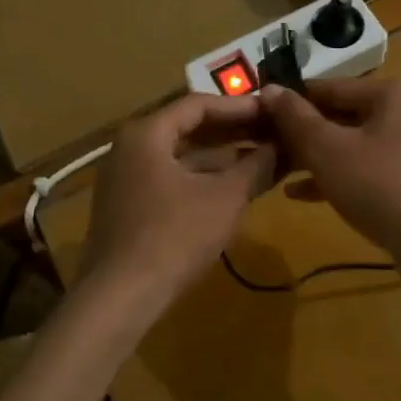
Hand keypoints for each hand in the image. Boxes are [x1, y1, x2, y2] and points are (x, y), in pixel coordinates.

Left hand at [80, 93, 277, 308]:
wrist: (120, 295)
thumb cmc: (174, 236)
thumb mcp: (224, 199)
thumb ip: (255, 167)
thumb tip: (281, 147)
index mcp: (147, 133)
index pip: (199, 105)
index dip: (240, 107)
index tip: (273, 111)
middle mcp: (130, 147)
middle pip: (188, 128)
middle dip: (233, 132)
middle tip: (273, 132)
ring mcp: (126, 177)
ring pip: (181, 156)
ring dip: (221, 157)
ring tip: (262, 158)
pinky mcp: (128, 205)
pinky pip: (171, 178)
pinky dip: (202, 178)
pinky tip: (233, 187)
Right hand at [258, 79, 400, 261]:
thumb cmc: (380, 187)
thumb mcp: (328, 150)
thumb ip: (295, 118)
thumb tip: (269, 89)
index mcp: (392, 93)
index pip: (329, 87)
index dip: (290, 100)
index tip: (257, 115)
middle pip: (341, 115)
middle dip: (301, 133)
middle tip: (264, 146)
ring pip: (352, 143)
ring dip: (314, 156)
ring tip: (276, 169)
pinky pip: (366, 167)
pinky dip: (336, 175)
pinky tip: (300, 193)